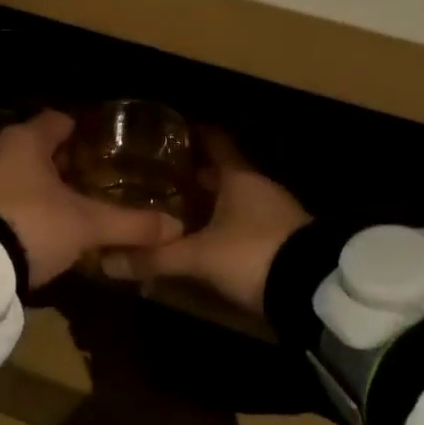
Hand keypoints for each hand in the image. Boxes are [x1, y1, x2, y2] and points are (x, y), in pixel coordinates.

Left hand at [0, 110, 182, 288]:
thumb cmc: (33, 225)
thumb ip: (131, 223)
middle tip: (106, 177)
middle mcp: (3, 151)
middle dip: (73, 162)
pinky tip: (57, 224)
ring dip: (53, 186)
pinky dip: (36, 205)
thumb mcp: (87, 224)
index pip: (63, 120)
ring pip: (29, 174)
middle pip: (45, 148)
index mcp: (27, 139)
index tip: (113, 145)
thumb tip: (176, 227)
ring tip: (86, 202)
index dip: (89, 131)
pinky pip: (15, 196)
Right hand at [103, 132, 308, 314]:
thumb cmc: (254, 253)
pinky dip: (223, 228)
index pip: (215, 142)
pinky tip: (204, 243)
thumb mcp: (200, 257)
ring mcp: (274, 215)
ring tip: (175, 211)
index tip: (171, 131)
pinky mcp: (281, 242)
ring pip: (233, 201)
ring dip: (209, 205)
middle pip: (222, 173)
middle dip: (193, 176)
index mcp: (240, 177)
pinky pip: (244, 225)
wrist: (316, 293)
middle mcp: (258, 189)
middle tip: (158, 178)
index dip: (195, 134)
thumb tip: (107, 261)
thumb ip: (155, 257)